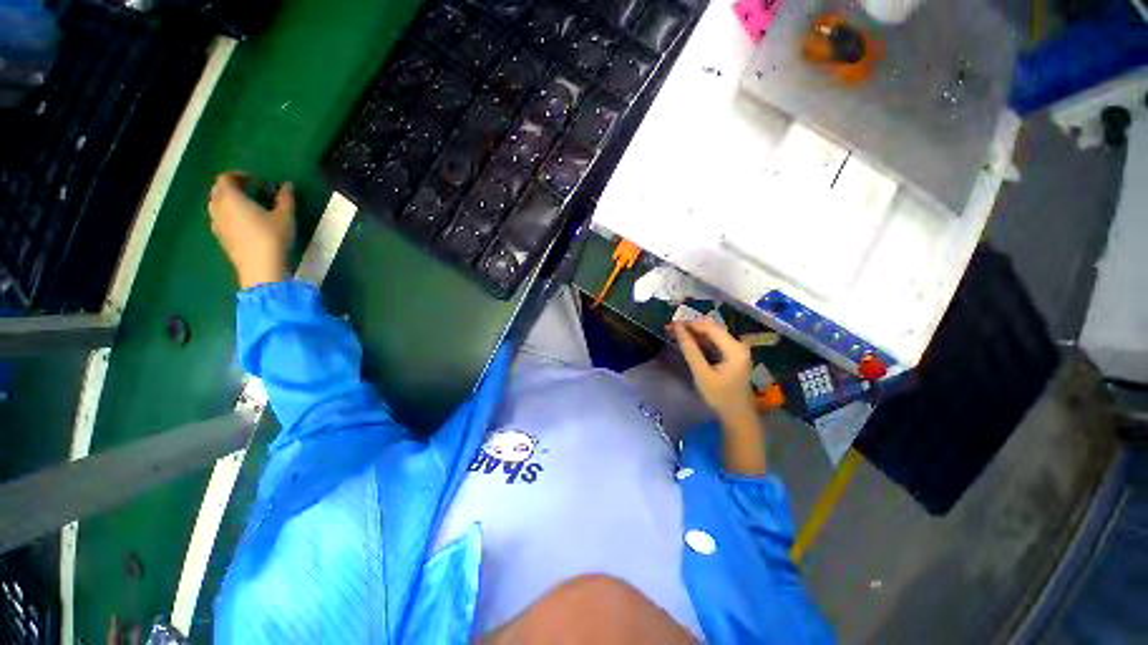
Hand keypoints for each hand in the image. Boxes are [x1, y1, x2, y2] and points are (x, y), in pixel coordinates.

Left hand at [208, 172, 294, 289]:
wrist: (260, 268)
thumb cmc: (272, 237)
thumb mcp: (285, 216)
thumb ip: (285, 198)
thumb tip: (288, 185)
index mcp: (230, 197)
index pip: (226, 178)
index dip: (240, 175)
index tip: (256, 179)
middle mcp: (218, 207)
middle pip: (219, 190)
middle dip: (233, 187)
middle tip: (252, 190)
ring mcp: (217, 224)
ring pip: (217, 205)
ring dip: (230, 201)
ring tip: (249, 206)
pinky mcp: (220, 237)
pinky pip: (220, 218)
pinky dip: (229, 214)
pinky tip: (245, 222)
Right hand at [671, 318, 766, 474]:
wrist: (737, 416)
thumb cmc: (720, 396)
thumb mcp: (702, 373)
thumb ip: (690, 350)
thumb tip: (678, 329)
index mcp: (734, 348)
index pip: (709, 328)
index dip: (689, 324)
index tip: (671, 324)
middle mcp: (738, 345)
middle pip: (712, 328)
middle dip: (691, 327)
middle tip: (671, 328)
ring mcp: (736, 350)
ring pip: (712, 334)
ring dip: (694, 333)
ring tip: (676, 332)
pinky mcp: (732, 355)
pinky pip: (715, 342)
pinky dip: (700, 340)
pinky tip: (688, 341)